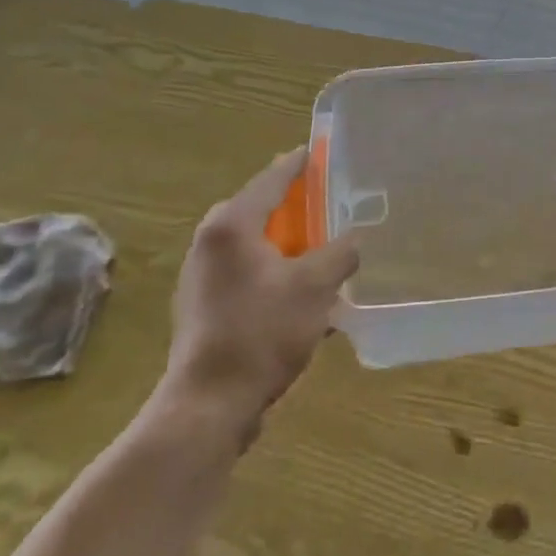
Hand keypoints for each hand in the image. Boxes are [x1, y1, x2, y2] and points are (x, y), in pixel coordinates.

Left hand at [160, 148, 359, 420]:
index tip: (319, 151)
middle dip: (295, 205)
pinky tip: (300, 291)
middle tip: (328, 201)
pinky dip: (273, 270)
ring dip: (286, 242)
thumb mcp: (316, 286)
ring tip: (320, 245)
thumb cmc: (262, 332)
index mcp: (232, 225)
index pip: (272, 179)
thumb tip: (353, 240)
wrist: (209, 404)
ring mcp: (201, 276)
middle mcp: (209, 242)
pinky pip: (246, 272)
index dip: (299, 164)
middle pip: (260, 209)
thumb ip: (341, 253)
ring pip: (253, 244)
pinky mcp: (203, 307)